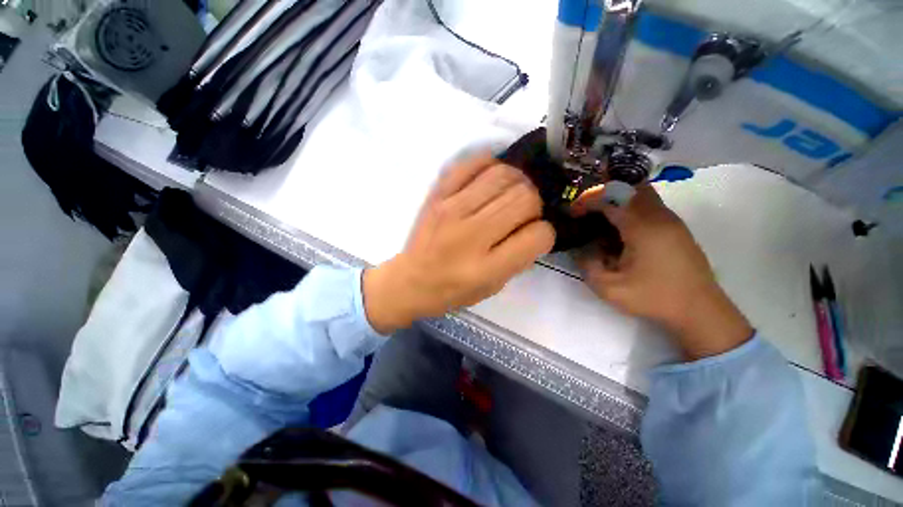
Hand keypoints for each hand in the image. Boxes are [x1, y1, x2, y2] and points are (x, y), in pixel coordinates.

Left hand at [363, 153, 555, 333]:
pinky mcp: (438, 194)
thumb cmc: (452, 290)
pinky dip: (490, 165)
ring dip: (517, 182)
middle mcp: (472, 234)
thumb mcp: (492, 287)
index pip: (537, 235)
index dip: (544, 233)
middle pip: (524, 198)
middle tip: (524, 213)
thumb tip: (535, 227)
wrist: (410, 280)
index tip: (535, 234)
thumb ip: (519, 258)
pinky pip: (472, 163)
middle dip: (534, 205)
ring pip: (503, 175)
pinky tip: (491, 178)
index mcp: (487, 267)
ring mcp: (452, 209)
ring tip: (510, 194)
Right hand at [572, 184, 751, 359]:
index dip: (587, 201)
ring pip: (643, 194)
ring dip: (620, 199)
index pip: (610, 199)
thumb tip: (581, 249)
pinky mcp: (677, 229)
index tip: (572, 212)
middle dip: (605, 192)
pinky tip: (622, 231)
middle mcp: (659, 217)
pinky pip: (651, 206)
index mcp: (642, 228)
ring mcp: (672, 221)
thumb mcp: (610, 289)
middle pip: (631, 187)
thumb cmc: (654, 298)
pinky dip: (632, 208)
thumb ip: (587, 266)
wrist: (700, 310)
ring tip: (601, 217)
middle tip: (588, 208)